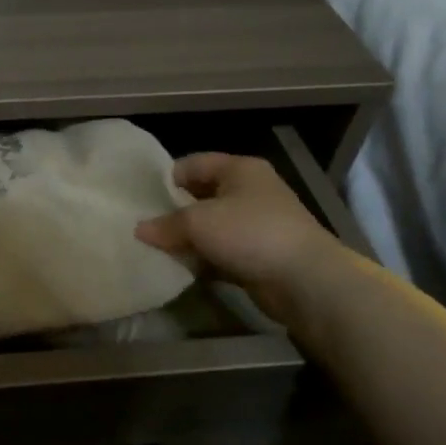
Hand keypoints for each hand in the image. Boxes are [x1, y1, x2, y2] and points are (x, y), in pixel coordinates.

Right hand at [135, 153, 343, 320]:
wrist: (305, 281)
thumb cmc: (250, 233)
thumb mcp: (198, 222)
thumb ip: (166, 224)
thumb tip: (140, 230)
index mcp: (240, 169)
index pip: (193, 163)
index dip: (167, 178)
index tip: (143, 199)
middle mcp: (250, 191)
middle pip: (202, 195)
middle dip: (175, 212)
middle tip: (146, 226)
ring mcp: (257, 224)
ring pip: (212, 226)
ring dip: (188, 239)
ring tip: (158, 250)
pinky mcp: (260, 254)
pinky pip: (222, 252)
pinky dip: (204, 259)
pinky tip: (182, 269)